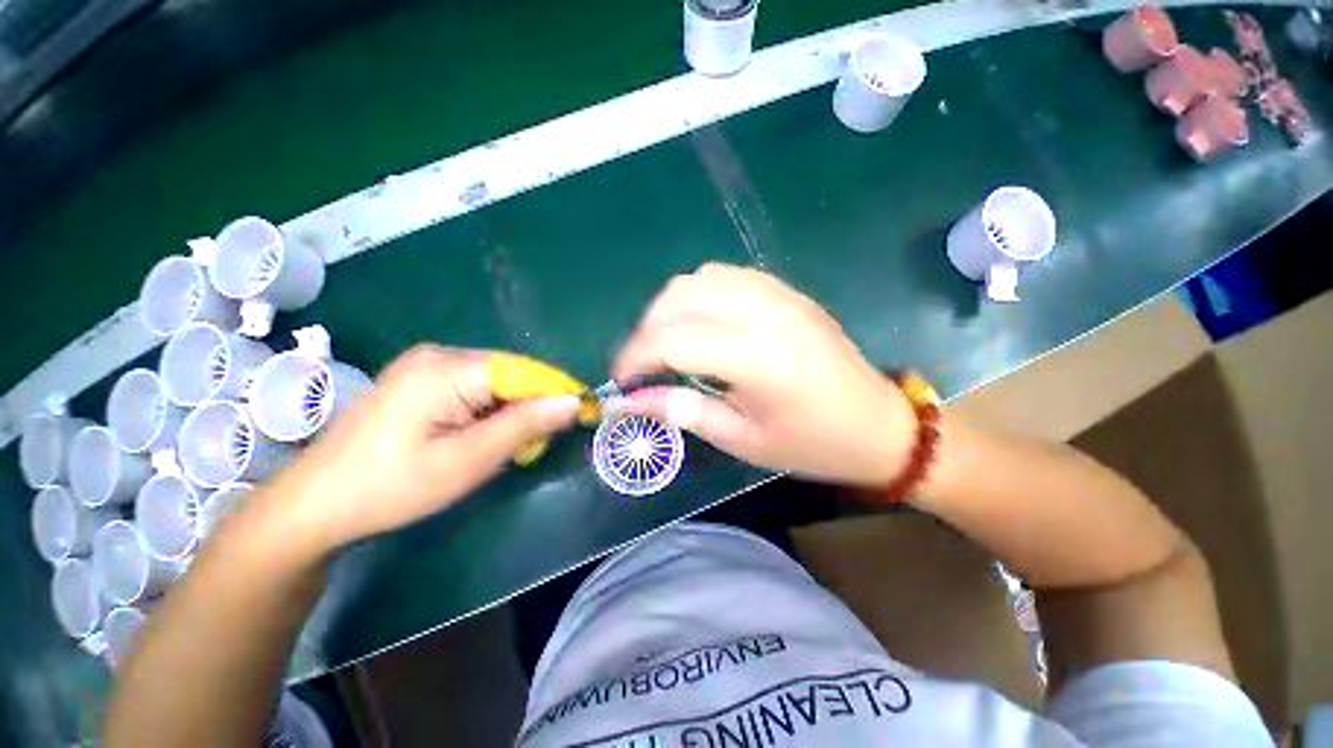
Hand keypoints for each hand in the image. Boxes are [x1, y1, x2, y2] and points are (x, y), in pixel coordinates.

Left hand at [254, 345, 580, 554]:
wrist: (316, 504)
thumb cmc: (391, 487)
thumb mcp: (468, 461)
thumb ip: (525, 426)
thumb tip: (574, 402)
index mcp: (446, 368)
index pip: (525, 370)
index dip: (558, 393)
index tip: (583, 417)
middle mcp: (439, 354)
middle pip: (511, 373)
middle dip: (533, 406)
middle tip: (535, 447)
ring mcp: (427, 364)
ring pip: (497, 381)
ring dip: (513, 411)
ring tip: (510, 448)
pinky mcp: (421, 379)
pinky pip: (476, 387)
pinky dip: (491, 411)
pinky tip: (482, 436)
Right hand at [614, 263, 914, 485]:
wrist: (879, 424)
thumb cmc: (811, 444)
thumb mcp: (741, 440)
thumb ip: (682, 411)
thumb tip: (629, 402)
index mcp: (756, 358)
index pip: (672, 340)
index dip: (635, 358)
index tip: (622, 382)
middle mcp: (764, 313)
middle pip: (679, 299)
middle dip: (646, 330)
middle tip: (642, 365)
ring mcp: (779, 294)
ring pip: (699, 279)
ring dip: (670, 308)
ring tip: (666, 342)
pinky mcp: (787, 291)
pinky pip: (727, 276)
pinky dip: (699, 295)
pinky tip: (701, 323)